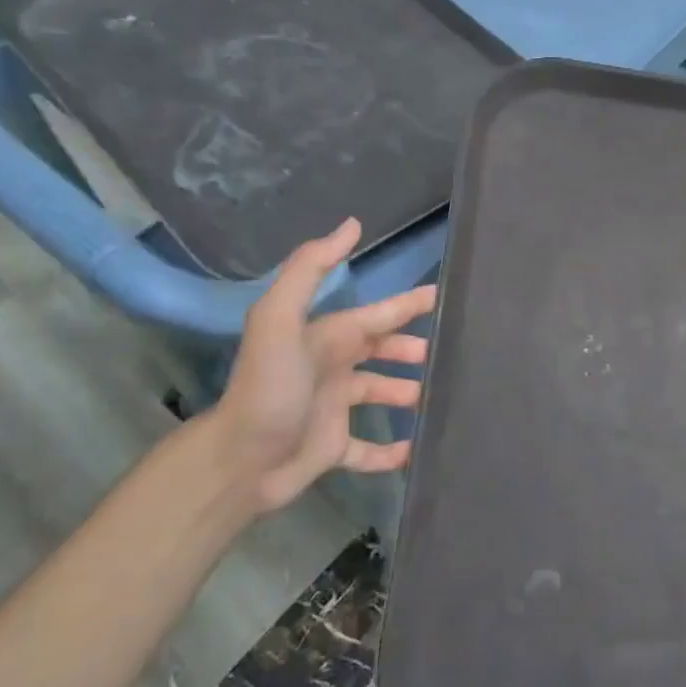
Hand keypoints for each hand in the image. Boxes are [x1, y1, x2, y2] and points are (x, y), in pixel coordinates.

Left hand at [205, 218, 437, 512]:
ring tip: (438, 396)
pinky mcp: (332, 449)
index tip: (442, 297)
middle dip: (411, 349)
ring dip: (407, 393)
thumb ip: (310, 270)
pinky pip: (368, 450)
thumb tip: (351, 224)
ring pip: (379, 394)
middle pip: (380, 352)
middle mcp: (332, 369)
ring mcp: (332, 410)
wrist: (239, 461)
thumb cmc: (270, 387)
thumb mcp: (280, 319)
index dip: (407, 305)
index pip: (376, 315)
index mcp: (326, 338)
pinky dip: (392, 451)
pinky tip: (416, 451)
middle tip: (446, 353)